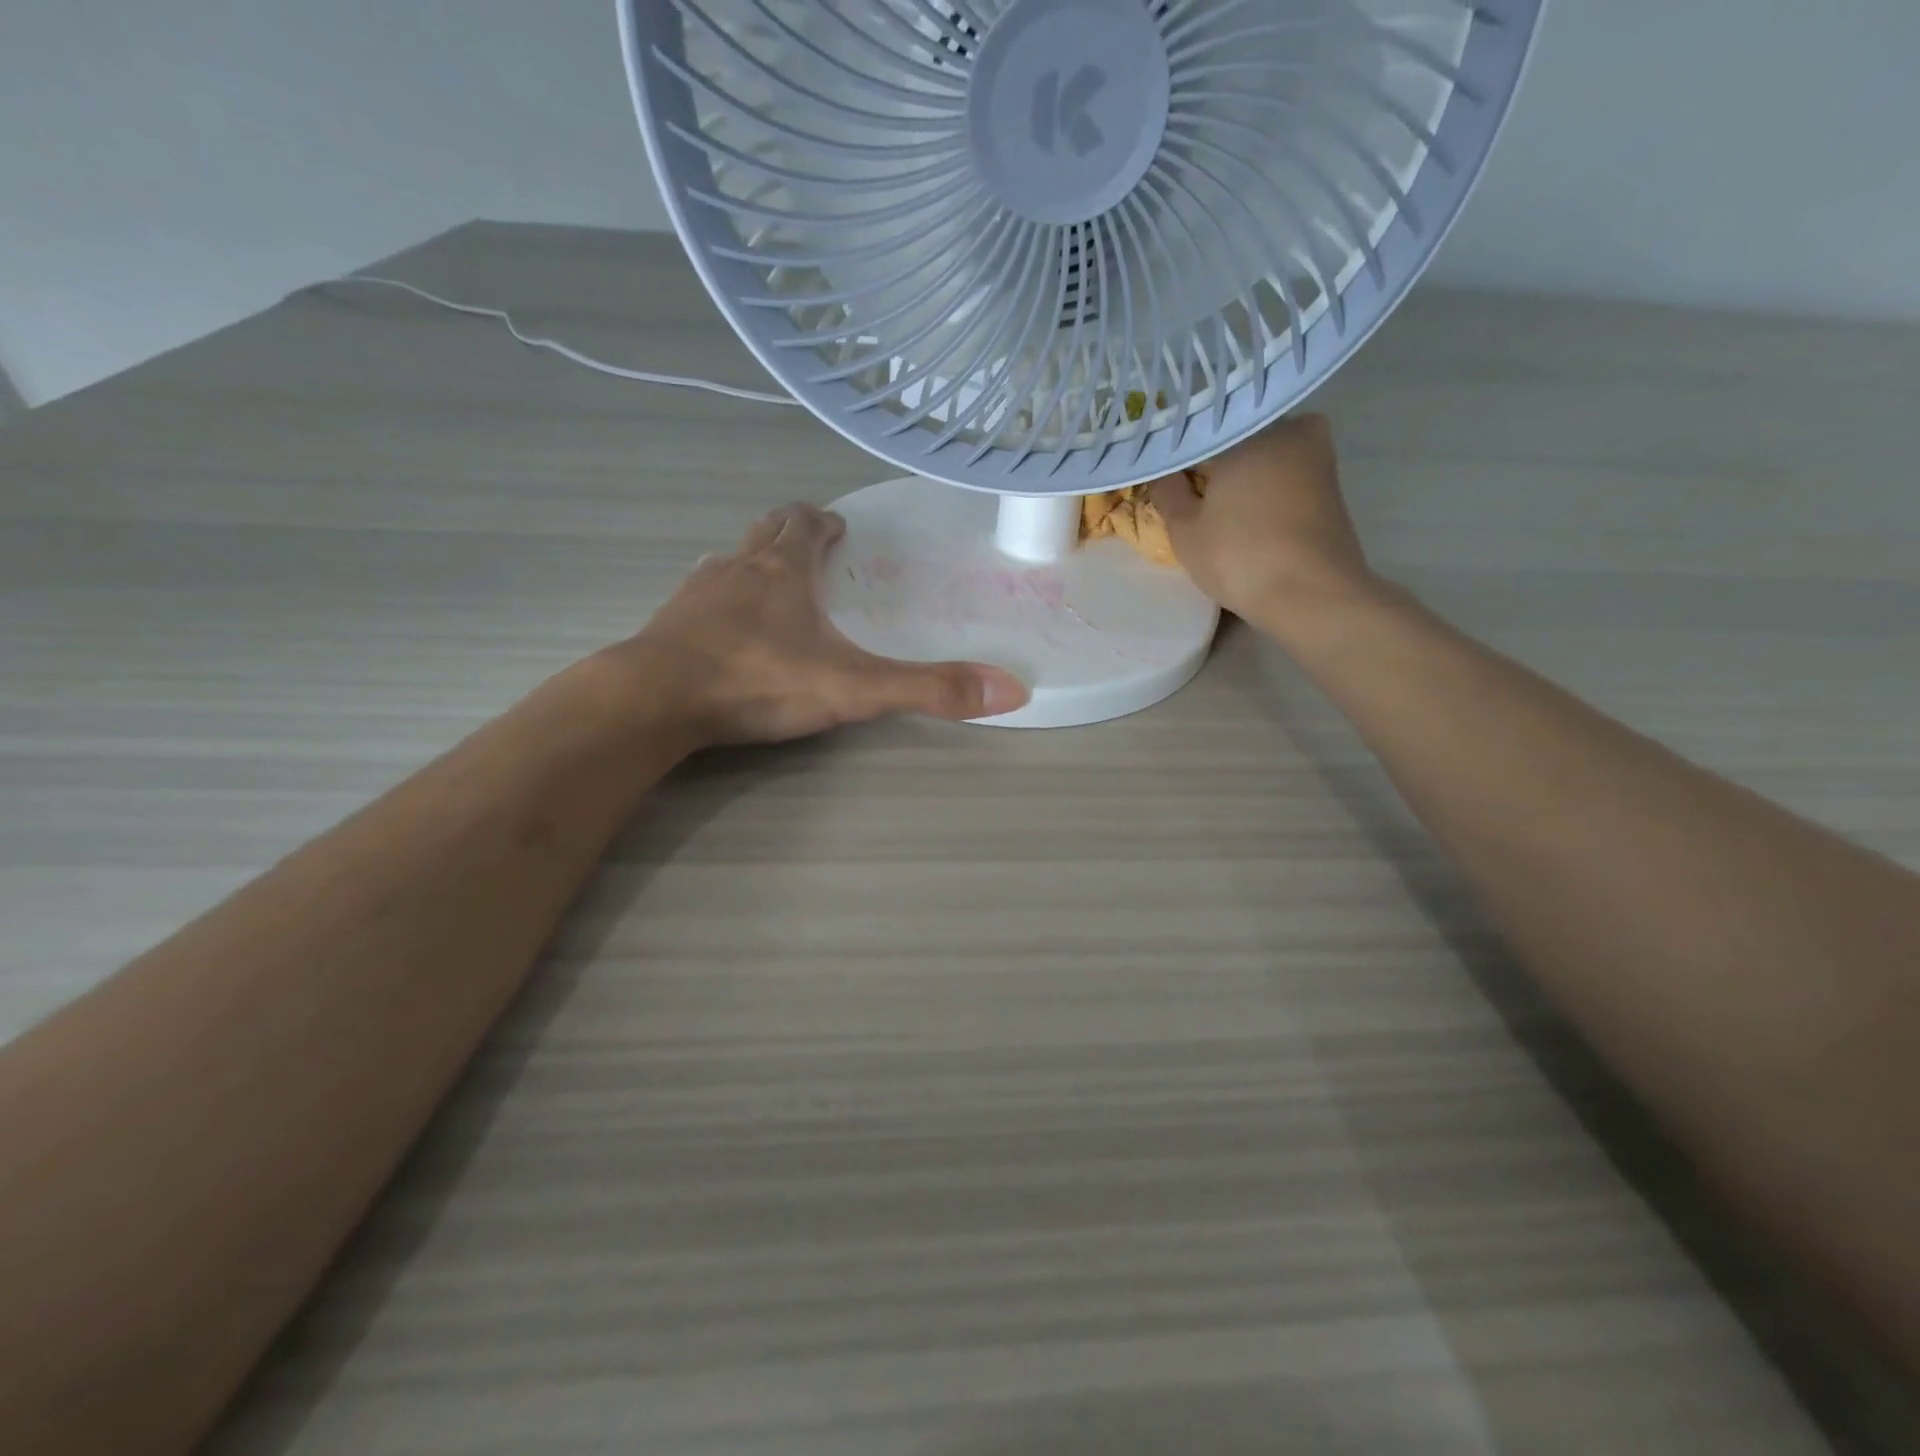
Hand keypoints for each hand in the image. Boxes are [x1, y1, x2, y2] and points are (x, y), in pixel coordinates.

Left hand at [618, 502, 1028, 745]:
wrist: (655, 700)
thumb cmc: (758, 681)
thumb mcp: (854, 688)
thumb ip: (928, 689)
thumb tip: (1013, 690)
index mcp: (783, 568)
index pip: (806, 523)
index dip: (825, 520)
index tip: (840, 526)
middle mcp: (738, 567)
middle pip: (766, 530)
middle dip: (790, 530)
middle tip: (810, 541)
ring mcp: (696, 593)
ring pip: (729, 560)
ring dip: (752, 561)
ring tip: (770, 579)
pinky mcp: (667, 624)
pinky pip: (698, 596)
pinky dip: (718, 598)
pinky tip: (722, 625)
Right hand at [1148, 415, 1383, 636]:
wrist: (1312, 596)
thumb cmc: (1240, 555)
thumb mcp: (1185, 529)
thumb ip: (1168, 492)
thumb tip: (1163, 472)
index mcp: (1254, 429)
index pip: (1207, 429)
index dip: (1183, 451)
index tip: (1165, 468)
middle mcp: (1293, 431)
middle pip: (1241, 441)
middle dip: (1216, 461)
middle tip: (1186, 486)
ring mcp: (1319, 460)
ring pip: (1266, 460)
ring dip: (1241, 478)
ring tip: (1210, 504)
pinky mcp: (1331, 491)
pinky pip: (1284, 481)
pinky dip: (1263, 493)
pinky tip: (1243, 516)